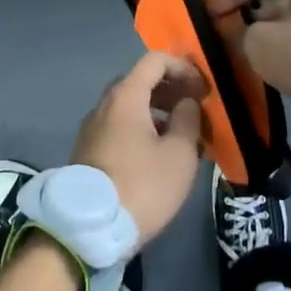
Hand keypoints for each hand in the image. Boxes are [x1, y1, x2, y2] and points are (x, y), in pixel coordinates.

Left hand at [71, 51, 207, 243]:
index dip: (183, 67)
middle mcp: (104, 104)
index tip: (203, 89)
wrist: (88, 229)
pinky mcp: (88, 152)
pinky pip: (120, 128)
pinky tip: (159, 157)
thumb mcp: (179, 154)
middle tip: (195, 111)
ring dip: (158, 114)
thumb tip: (186, 103)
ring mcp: (92, 128)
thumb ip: (188, 119)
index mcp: (126, 96)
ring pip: (130, 108)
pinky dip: (142, 130)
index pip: (155, 60)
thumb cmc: (141, 186)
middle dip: (172, 91)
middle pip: (141, 82)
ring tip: (184, 138)